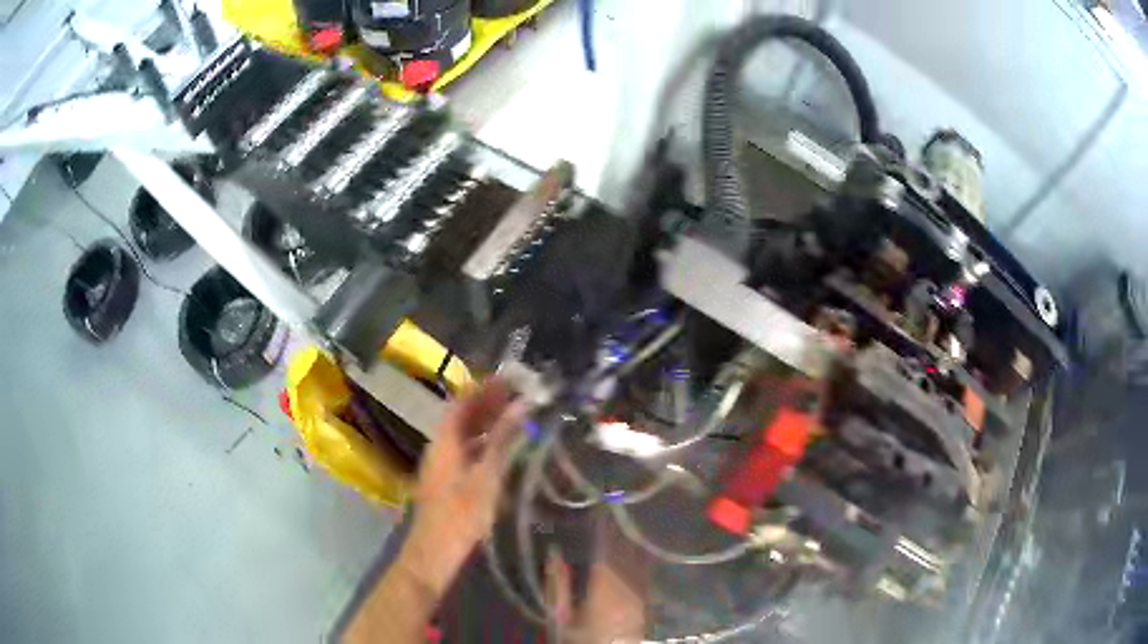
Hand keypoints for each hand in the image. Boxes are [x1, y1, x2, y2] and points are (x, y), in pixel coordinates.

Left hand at [398, 380, 524, 595]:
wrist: (434, 555)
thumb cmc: (460, 517)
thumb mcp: (486, 478)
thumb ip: (503, 441)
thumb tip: (522, 405)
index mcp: (444, 442)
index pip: (462, 402)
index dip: (485, 387)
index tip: (512, 377)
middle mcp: (440, 449)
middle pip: (463, 417)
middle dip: (490, 403)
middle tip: (522, 395)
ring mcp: (443, 467)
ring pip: (467, 436)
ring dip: (490, 424)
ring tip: (520, 417)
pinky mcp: (449, 484)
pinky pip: (469, 453)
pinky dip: (488, 445)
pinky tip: (507, 452)